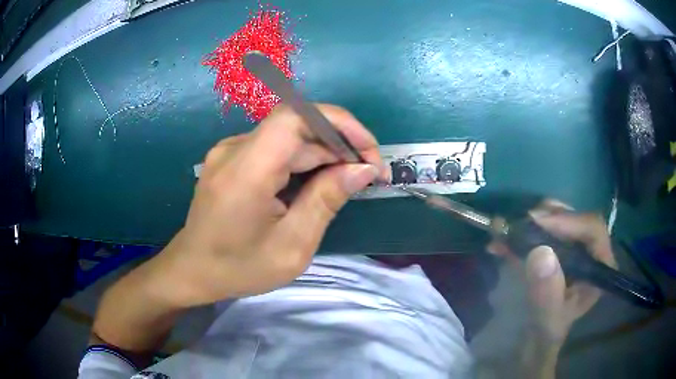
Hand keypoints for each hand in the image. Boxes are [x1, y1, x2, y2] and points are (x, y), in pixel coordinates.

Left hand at [151, 104, 387, 306]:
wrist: (192, 270)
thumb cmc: (238, 267)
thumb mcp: (291, 246)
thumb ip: (325, 202)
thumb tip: (362, 169)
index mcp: (246, 171)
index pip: (296, 116)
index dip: (339, 123)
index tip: (369, 152)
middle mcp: (235, 149)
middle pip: (297, 127)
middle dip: (340, 144)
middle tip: (369, 174)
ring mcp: (230, 151)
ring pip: (289, 137)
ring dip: (324, 153)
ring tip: (350, 179)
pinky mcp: (232, 158)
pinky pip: (275, 148)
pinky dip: (304, 159)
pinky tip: (318, 181)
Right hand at [490, 200, 616, 343]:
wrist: (533, 343)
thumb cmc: (545, 336)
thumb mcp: (546, 322)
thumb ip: (547, 295)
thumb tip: (541, 253)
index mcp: (599, 267)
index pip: (592, 229)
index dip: (568, 221)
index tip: (536, 223)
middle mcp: (590, 251)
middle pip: (574, 218)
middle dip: (545, 218)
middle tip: (518, 225)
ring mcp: (573, 248)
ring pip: (558, 219)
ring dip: (530, 223)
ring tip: (505, 231)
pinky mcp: (557, 249)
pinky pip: (542, 230)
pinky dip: (521, 233)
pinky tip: (501, 241)